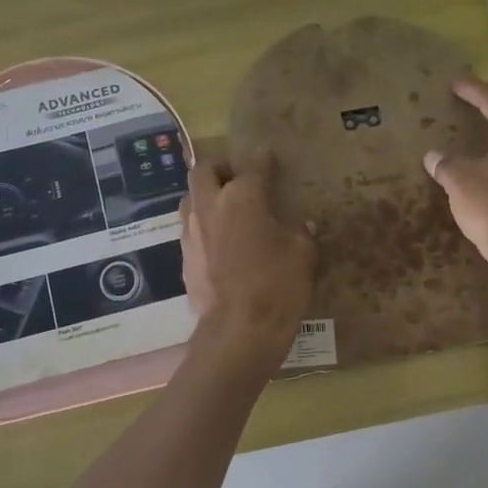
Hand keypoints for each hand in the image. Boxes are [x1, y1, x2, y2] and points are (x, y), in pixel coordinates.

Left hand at [180, 151, 315, 354]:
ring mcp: (192, 233)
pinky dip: (204, 230)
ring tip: (224, 209)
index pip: (252, 165)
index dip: (262, 159)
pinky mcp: (184, 258)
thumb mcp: (303, 255)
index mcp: (242, 197)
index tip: (268, 157)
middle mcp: (210, 206)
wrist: (240, 330)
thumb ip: (301, 233)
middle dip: (220, 168)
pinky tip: (220, 245)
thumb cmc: (278, 285)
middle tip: (236, 178)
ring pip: (190, 199)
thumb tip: (303, 226)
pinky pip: (191, 232)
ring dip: (205, 197)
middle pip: (204, 170)